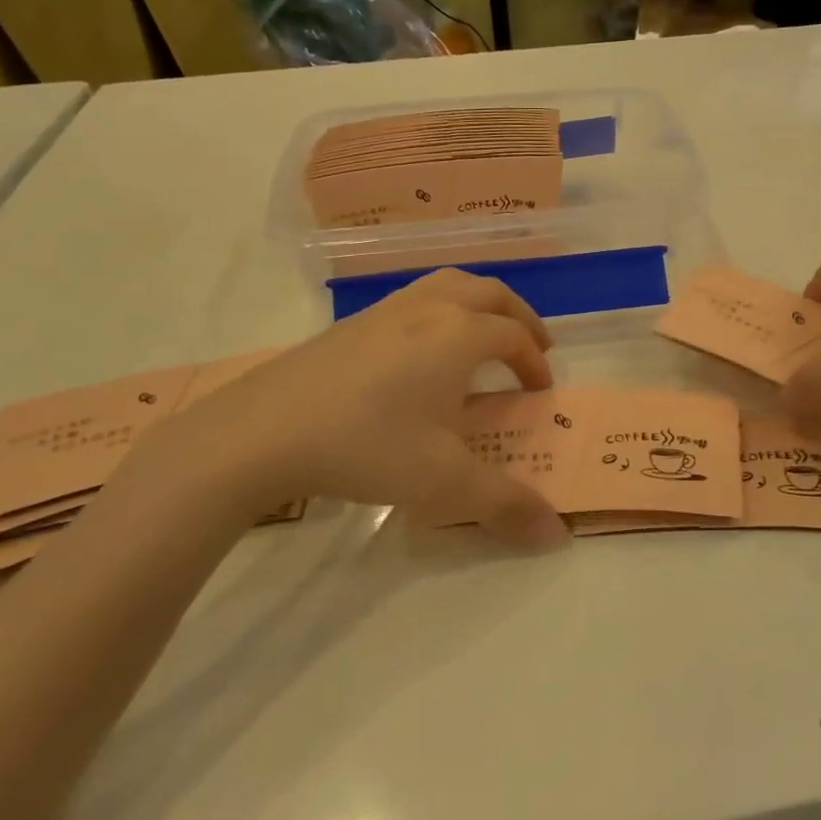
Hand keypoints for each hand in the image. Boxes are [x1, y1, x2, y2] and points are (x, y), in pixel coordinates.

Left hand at [125, 269, 568, 548]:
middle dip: (518, 317)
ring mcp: (386, 309)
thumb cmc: (367, 446)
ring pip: (448, 284)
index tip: (540, 392)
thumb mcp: (443, 482)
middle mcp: (429, 308)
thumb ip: (505, 505)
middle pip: (488, 293)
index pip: (514, 338)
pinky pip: (414, 298)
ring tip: (482, 336)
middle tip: (532, 346)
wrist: (263, 430)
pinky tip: (422, 351)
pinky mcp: (352, 322)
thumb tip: (557, 535)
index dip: (535, 363)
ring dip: (478, 304)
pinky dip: (440, 309)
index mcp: (459, 335)